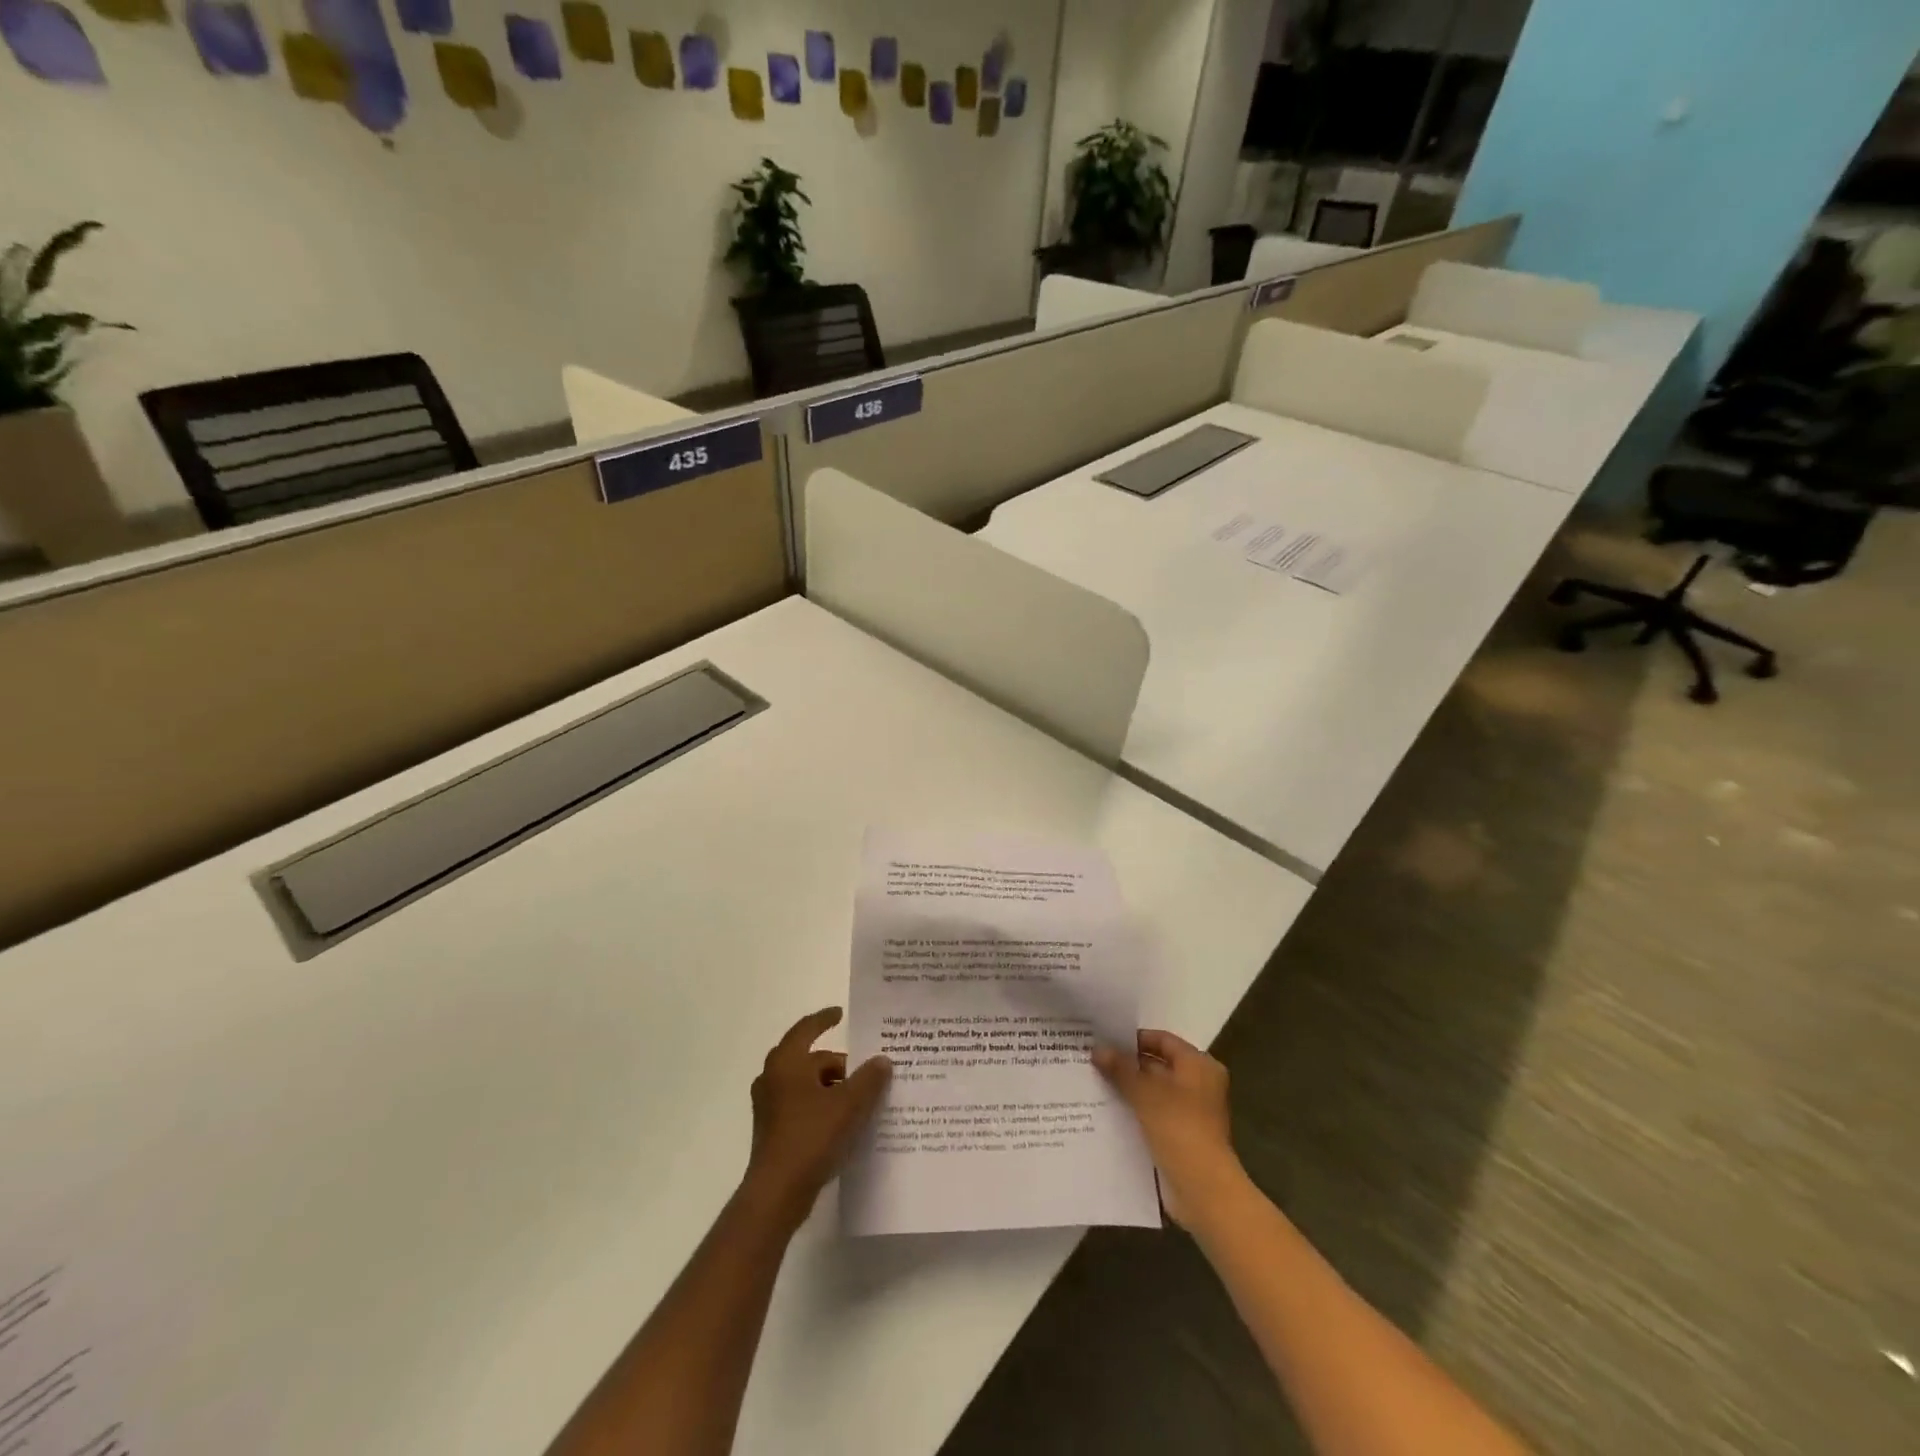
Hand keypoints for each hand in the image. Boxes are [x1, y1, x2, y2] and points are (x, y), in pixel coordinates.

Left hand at [745, 1007, 890, 1228]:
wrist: (777, 1192)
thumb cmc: (811, 1136)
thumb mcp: (849, 1104)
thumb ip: (869, 1079)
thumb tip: (882, 1060)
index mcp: (786, 1062)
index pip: (806, 1028)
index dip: (824, 1019)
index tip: (841, 1013)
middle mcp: (773, 1078)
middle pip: (810, 1059)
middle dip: (837, 1063)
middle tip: (865, 1068)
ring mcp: (770, 1106)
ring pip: (806, 1084)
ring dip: (831, 1086)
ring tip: (860, 1097)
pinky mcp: (773, 1130)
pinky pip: (802, 1105)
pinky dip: (822, 1105)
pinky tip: (844, 1120)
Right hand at [1094, 1030, 1244, 1227]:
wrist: (1203, 1190)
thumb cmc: (1179, 1128)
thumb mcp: (1145, 1093)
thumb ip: (1120, 1068)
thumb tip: (1097, 1049)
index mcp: (1199, 1066)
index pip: (1162, 1040)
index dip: (1133, 1039)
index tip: (1103, 1039)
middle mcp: (1198, 1085)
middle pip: (1157, 1065)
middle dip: (1126, 1065)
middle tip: (1092, 1061)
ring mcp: (1190, 1113)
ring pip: (1152, 1093)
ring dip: (1127, 1090)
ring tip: (1092, 1083)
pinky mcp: (1180, 1137)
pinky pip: (1152, 1116)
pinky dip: (1133, 1112)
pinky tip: (1104, 1111)